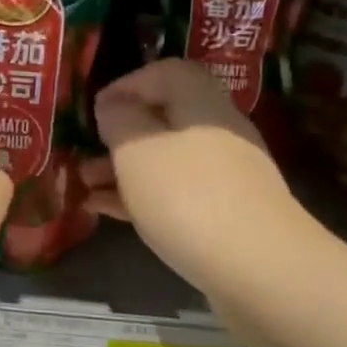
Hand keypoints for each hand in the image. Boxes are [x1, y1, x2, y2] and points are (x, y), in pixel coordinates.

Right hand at [84, 60, 302, 292]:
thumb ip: (119, 119)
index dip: (129, 83)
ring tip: (85, 185)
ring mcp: (226, 178)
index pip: (167, 72)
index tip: (96, 109)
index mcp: (201, 106)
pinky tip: (106, 212)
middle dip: (120, 134)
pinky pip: (176, 195)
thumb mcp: (136, 150)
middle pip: (166, 119)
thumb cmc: (188, 197)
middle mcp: (218, 134)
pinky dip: (141, 197)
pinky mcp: (226, 217)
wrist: (261, 273)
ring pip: (166, 160)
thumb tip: (113, 105)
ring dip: (124, 168)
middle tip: (86, 150)